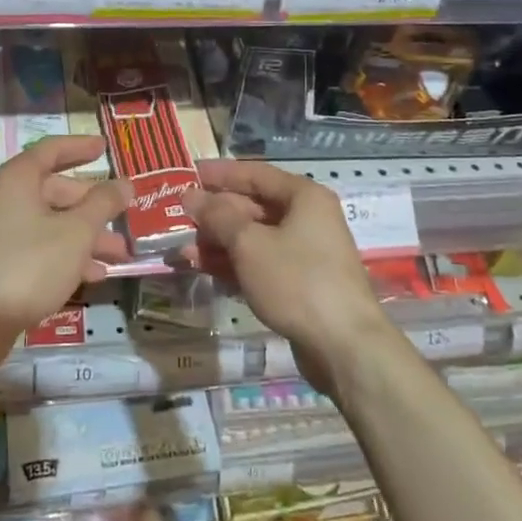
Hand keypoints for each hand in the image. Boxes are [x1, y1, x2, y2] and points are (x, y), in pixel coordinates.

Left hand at [0, 137, 131, 359]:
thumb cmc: (29, 265)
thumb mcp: (76, 232)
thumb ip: (103, 204)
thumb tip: (124, 183)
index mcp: (18, 179)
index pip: (52, 150)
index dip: (80, 146)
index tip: (105, 147)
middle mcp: (7, 199)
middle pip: (57, 191)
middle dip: (94, 206)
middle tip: (124, 217)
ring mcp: (2, 233)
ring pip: (53, 223)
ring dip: (87, 236)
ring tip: (119, 255)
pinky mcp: (2, 264)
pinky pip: (43, 248)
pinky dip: (68, 255)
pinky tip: (95, 276)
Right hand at [186, 160, 393, 395]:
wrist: (344, 347)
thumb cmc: (297, 281)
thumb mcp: (249, 244)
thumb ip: (217, 216)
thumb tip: (191, 196)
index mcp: (303, 196)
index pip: (254, 174)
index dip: (219, 174)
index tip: (187, 175)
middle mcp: (307, 218)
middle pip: (253, 207)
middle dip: (214, 215)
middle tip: (177, 219)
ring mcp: (305, 252)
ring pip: (254, 238)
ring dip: (218, 243)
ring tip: (182, 252)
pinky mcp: (300, 283)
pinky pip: (260, 263)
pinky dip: (234, 265)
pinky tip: (204, 271)